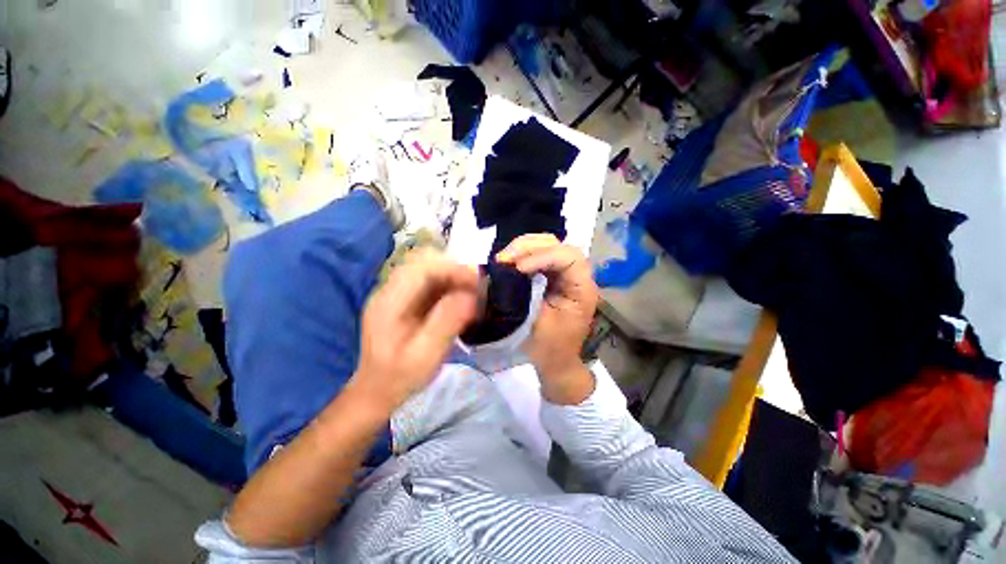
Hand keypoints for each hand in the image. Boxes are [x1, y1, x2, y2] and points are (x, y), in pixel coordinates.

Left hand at [352, 249, 478, 411]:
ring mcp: (397, 292)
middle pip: (425, 261)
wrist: (377, 390)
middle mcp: (390, 290)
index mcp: (389, 301)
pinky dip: (449, 285)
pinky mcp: (405, 298)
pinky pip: (430, 281)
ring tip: (472, 295)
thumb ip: (447, 322)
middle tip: (477, 288)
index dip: (453, 268)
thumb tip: (471, 295)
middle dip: (455, 270)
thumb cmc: (400, 377)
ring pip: (429, 268)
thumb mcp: (425, 355)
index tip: (478, 283)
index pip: (422, 267)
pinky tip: (460, 301)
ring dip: (454, 276)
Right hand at [497, 234, 598, 401]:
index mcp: (582, 289)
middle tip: (504, 259)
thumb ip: (525, 294)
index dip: (543, 257)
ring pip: (548, 245)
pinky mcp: (554, 276)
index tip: (518, 268)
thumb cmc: (549, 347)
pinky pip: (540, 255)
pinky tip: (509, 261)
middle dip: (529, 247)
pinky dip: (523, 254)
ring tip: (504, 258)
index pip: (570, 257)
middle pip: (558, 245)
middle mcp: (578, 276)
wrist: (557, 361)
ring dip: (524, 247)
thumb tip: (508, 271)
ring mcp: (566, 274)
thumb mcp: (536, 323)